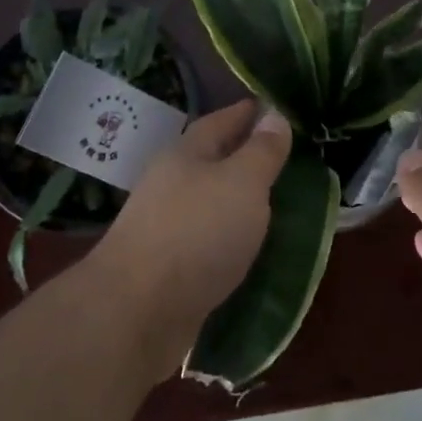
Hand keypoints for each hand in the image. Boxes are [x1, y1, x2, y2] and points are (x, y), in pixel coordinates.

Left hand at [94, 99, 288, 380]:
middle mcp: (172, 183)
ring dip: (238, 199)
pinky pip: (208, 239)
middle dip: (244, 155)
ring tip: (276, 202)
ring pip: (210, 201)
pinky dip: (230, 236)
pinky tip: (250, 246)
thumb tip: (274, 116)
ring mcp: (166, 226)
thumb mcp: (242, 182)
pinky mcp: (168, 267)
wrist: (137, 312)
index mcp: (186, 154)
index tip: (275, 108)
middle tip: (285, 156)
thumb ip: (262, 151)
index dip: (248, 113)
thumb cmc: (196, 232)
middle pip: (212, 160)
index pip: (221, 120)